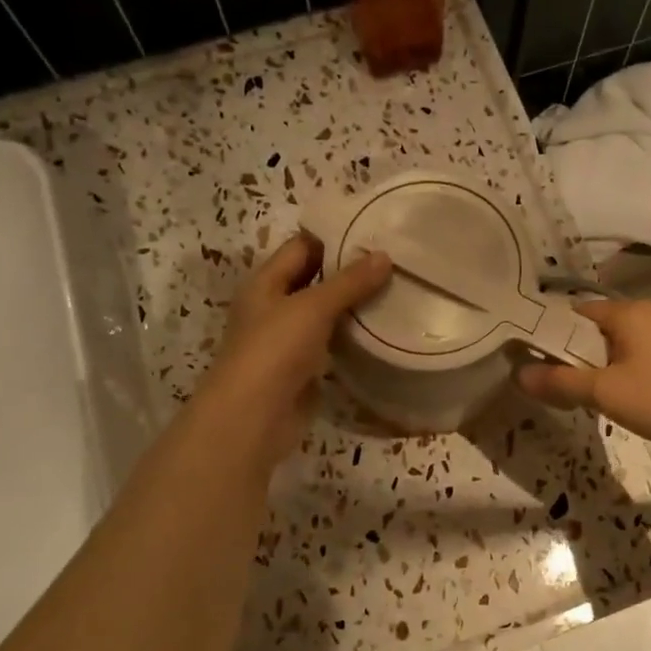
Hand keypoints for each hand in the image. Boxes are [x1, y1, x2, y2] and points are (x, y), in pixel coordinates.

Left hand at [194, 233, 391, 465]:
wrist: (252, 418)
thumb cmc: (274, 350)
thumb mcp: (312, 307)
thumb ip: (349, 282)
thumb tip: (385, 255)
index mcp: (265, 283)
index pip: (301, 247)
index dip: (333, 238)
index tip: (374, 232)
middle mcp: (274, 307)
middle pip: (315, 280)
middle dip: (350, 272)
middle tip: (395, 261)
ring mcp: (288, 340)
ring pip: (326, 313)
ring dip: (355, 306)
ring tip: (397, 290)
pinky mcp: (304, 369)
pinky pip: (332, 344)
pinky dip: (353, 337)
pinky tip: (384, 329)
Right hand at [515, 298, 650, 465]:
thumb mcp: (604, 392)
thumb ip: (558, 381)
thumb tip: (517, 373)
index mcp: (627, 312)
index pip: (572, 313)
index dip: (545, 333)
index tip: (521, 356)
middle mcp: (646, 315)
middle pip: (591, 329)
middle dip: (566, 353)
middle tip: (539, 379)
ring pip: (612, 346)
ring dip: (590, 366)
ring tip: (566, 392)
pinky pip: (631, 358)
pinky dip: (613, 373)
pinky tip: (605, 398)